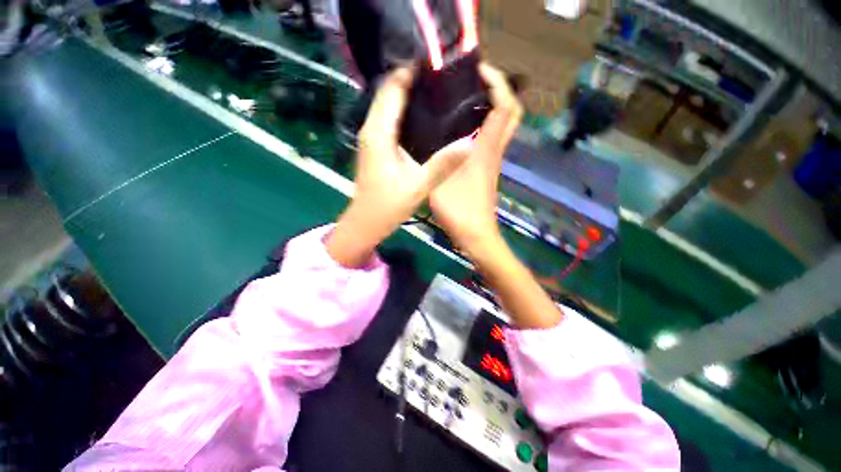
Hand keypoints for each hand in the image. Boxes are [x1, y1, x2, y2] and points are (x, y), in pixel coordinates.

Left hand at [326, 67, 466, 266]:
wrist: (366, 222)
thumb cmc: (387, 206)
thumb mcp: (418, 187)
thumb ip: (442, 164)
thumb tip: (469, 142)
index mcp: (379, 133)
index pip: (393, 88)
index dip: (412, 72)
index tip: (438, 66)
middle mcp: (371, 129)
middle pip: (389, 92)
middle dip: (412, 80)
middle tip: (443, 79)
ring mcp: (372, 137)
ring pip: (388, 104)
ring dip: (409, 94)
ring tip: (437, 93)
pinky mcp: (375, 146)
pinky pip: (389, 119)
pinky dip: (405, 111)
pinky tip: (425, 118)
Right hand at [429, 63, 522, 256]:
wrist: (476, 235)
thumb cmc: (460, 211)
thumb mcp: (439, 183)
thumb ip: (434, 159)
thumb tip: (426, 134)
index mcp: (486, 149)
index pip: (506, 106)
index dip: (498, 82)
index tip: (479, 69)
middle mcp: (494, 151)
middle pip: (511, 113)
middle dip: (499, 90)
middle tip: (472, 83)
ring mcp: (492, 161)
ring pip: (501, 126)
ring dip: (489, 107)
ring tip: (461, 99)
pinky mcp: (486, 170)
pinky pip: (489, 139)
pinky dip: (480, 126)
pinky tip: (456, 129)